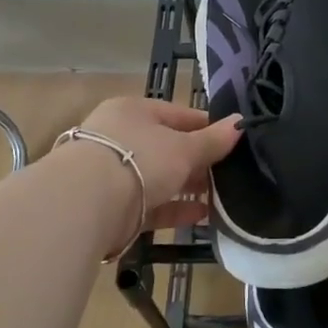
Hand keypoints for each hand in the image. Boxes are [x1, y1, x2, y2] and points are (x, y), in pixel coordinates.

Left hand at [69, 96, 242, 248]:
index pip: (179, 115)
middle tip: (231, 173)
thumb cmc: (140, 159)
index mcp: (135, 111)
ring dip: (188, 187)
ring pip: (160, 177)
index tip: (234, 141)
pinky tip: (202, 216)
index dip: (208, 127)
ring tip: (222, 197)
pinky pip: (151, 205)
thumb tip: (240, 123)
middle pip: (168, 147)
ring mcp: (114, 173)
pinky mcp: (113, 207)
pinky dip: (175, 210)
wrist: (86, 204)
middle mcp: (121, 137)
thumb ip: (213, 140)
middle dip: (199, 161)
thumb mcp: (184, 148)